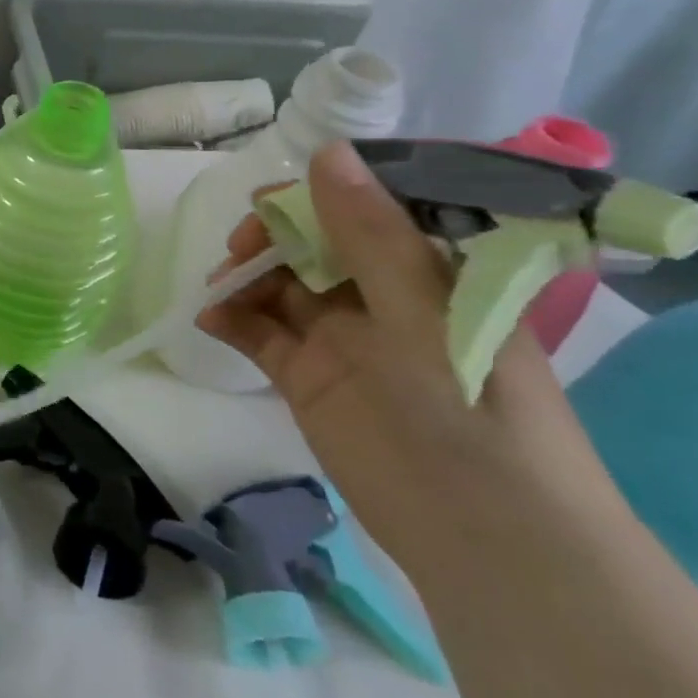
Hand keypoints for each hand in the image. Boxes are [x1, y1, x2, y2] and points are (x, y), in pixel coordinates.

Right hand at [196, 141, 619, 571]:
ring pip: (280, 285)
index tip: (270, 199)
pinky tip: (209, 317)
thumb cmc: (473, 416)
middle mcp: (383, 297)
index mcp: (427, 272)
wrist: (488, 544)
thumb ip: (370, 236)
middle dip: (272, 237)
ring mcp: (342, 338)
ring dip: (245, 276)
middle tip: (240, 249)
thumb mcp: (423, 317)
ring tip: (219, 286)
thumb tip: (325, 152)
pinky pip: (260, 333)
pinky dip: (232, 319)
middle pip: (313, 244)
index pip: (365, 210)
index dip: (316, 196)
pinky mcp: (308, 377)